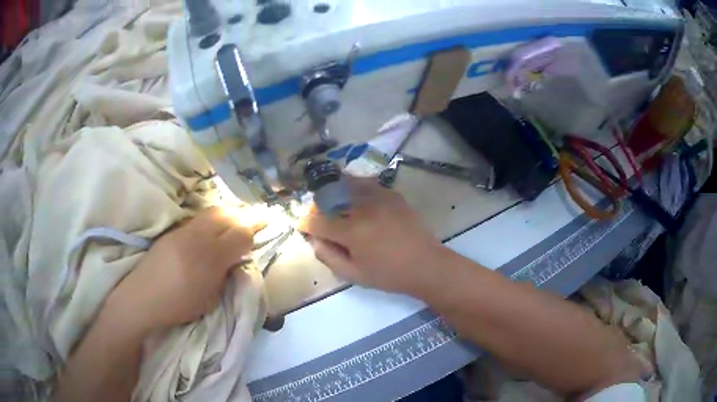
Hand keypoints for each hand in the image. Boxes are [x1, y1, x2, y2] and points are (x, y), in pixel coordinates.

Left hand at [105, 207, 264, 334]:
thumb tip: (235, 260)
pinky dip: (214, 216)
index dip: (255, 229)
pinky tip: (215, 225)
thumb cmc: (178, 305)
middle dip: (244, 215)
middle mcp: (198, 238)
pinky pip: (199, 217)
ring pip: (212, 211)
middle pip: (227, 215)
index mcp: (210, 259)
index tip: (266, 225)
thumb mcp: (210, 299)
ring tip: (238, 218)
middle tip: (256, 218)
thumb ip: (225, 275)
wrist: (142, 297)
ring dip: (229, 212)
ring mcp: (183, 231)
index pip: (240, 234)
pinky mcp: (173, 231)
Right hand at [298, 177, 447, 295]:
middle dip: (319, 207)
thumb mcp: (354, 274)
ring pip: (347, 184)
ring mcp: (380, 197)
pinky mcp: (393, 195)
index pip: (317, 221)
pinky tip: (357, 200)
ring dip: (335, 193)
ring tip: (336, 205)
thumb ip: (328, 257)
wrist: (426, 265)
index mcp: (352, 231)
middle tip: (319, 217)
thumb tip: (314, 240)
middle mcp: (363, 208)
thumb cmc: (389, 275)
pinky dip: (356, 188)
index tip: (303, 226)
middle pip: (330, 197)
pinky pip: (367, 184)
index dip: (306, 224)